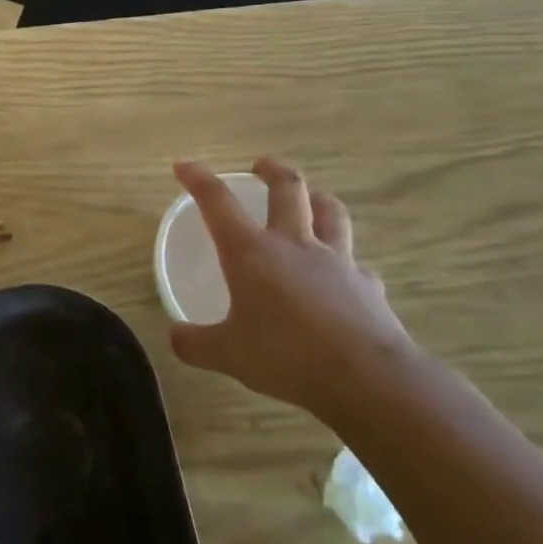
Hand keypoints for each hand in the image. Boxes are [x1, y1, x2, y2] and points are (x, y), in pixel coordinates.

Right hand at [168, 157, 417, 419]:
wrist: (367, 379)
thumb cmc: (286, 356)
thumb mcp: (227, 354)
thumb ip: (195, 343)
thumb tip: (174, 336)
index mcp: (250, 251)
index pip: (217, 201)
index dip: (198, 178)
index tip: (183, 164)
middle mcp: (293, 244)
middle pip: (288, 188)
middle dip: (272, 169)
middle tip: (261, 165)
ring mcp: (336, 261)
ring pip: (331, 212)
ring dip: (317, 198)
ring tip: (310, 197)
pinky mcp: (368, 286)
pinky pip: (357, 263)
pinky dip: (348, 261)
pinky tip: (345, 273)